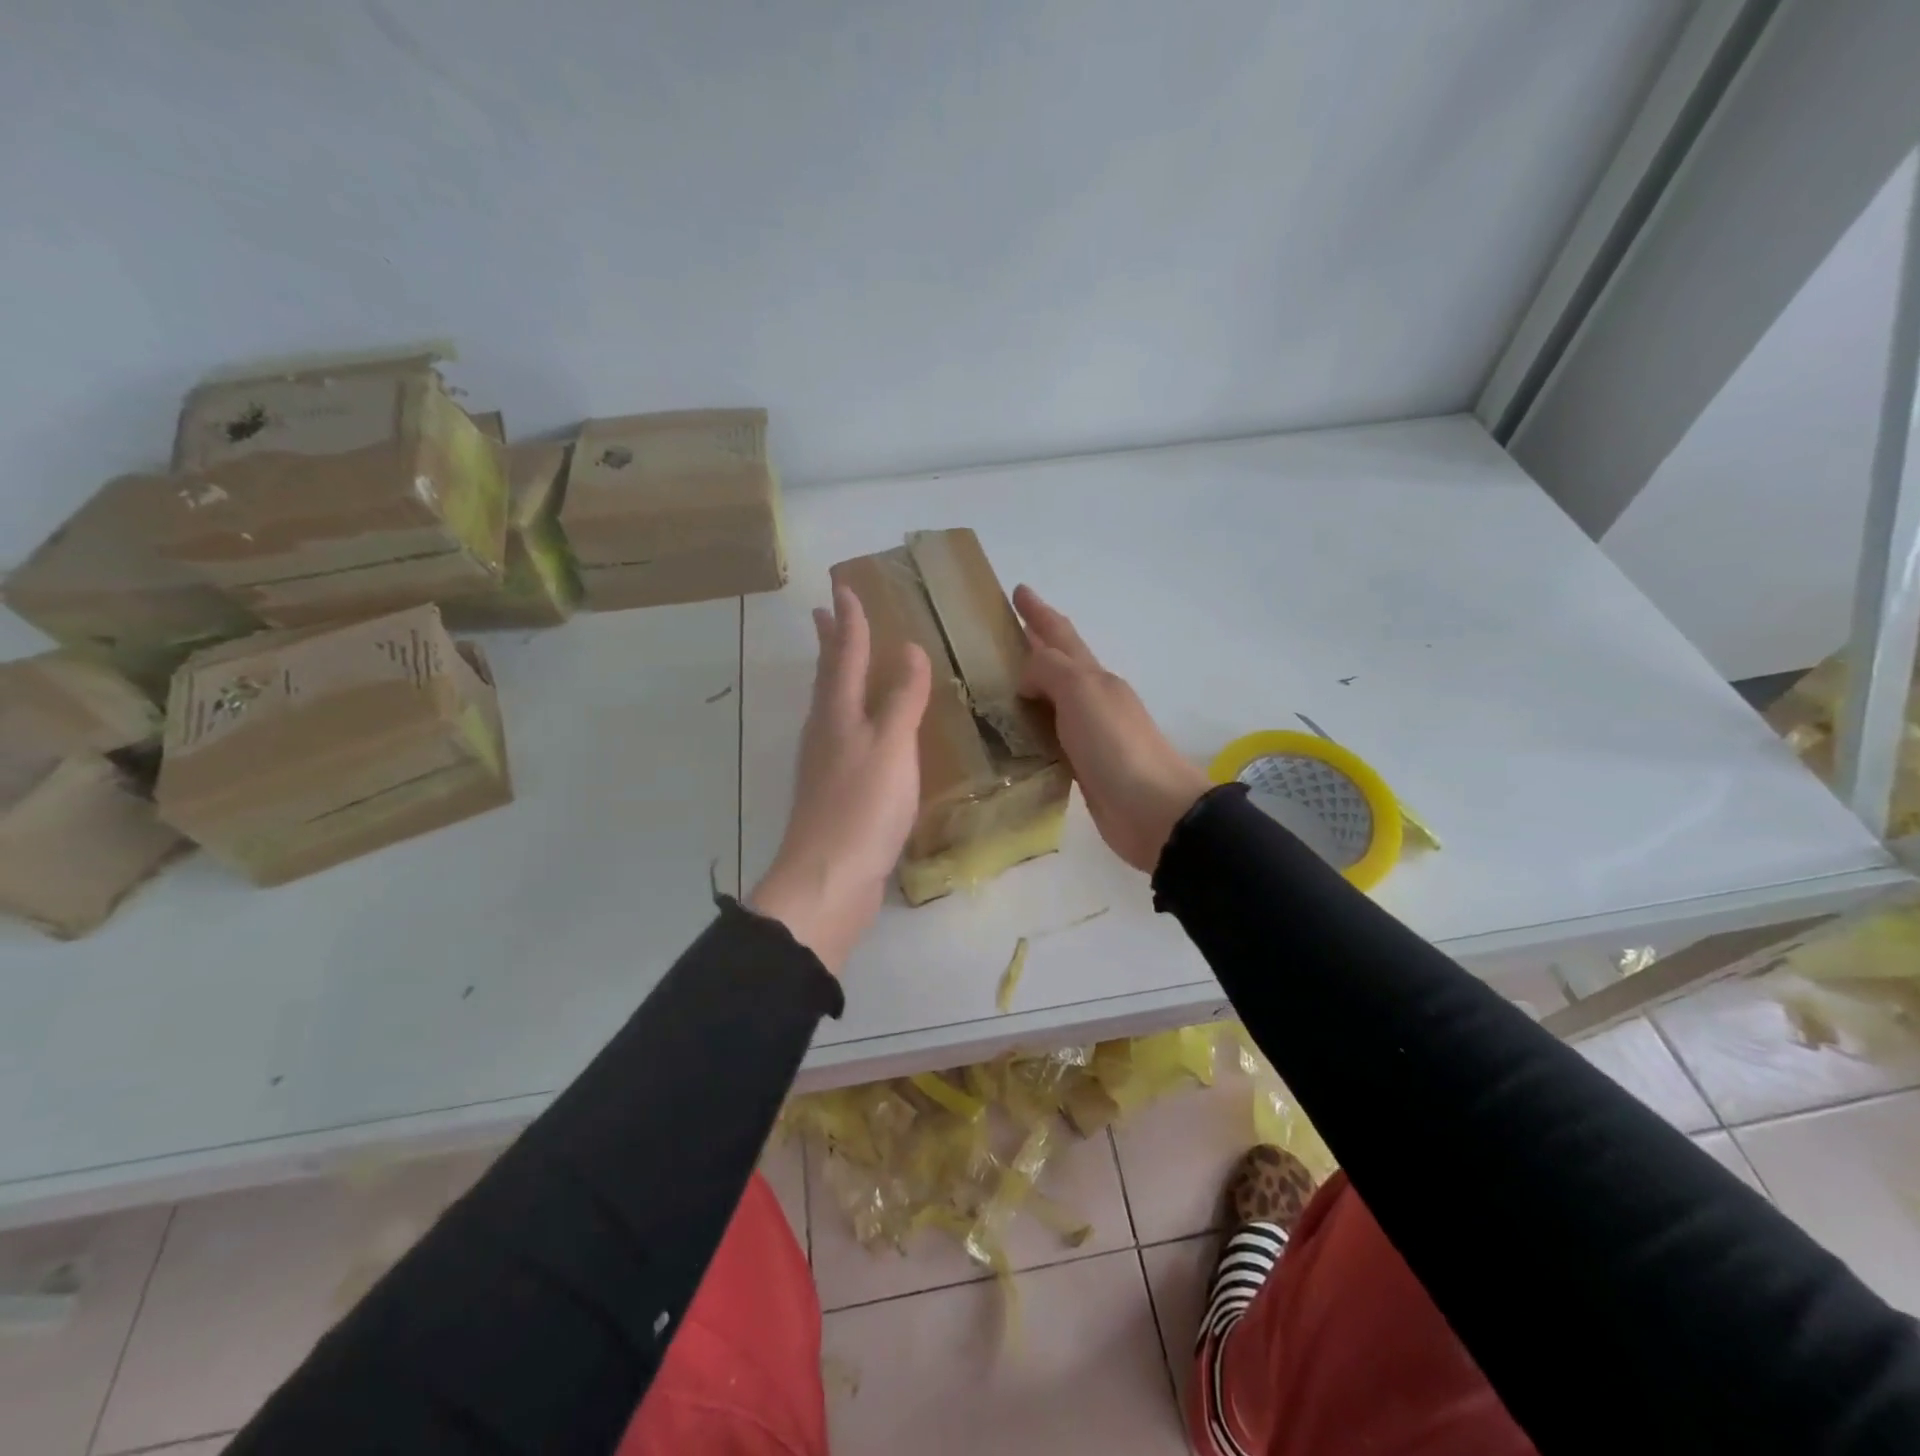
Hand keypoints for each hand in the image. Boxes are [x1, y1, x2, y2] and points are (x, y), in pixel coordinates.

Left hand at [749, 584, 931, 973]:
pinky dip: (855, 717)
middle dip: (831, 643)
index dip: (850, 621)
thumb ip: (902, 699)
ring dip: (838, 677)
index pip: (845, 655)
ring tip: (846, 661)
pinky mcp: (836, 793)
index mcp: (838, 713)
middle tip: (826, 613)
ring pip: (833, 707)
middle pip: (829, 677)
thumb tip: (910, 649)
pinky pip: (846, 738)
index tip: (844, 588)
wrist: (830, 879)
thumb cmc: (863, 806)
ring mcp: (827, 764)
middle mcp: (826, 731)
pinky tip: (865, 731)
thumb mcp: (892, 746)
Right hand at [1013, 585, 1209, 872]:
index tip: (1018, 590)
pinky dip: (1032, 730)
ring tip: (998, 684)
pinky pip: (1050, 738)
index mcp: (1094, 677)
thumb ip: (1050, 672)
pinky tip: (1015, 736)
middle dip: (1034, 645)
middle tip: (1001, 635)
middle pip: (1058, 665)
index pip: (1061, 635)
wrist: (1154, 811)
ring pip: (1052, 702)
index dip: (1039, 613)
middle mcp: (1093, 700)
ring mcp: (1089, 735)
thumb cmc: (1117, 745)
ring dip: (1030, 689)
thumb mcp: (1083, 693)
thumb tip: (1026, 678)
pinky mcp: (1083, 768)